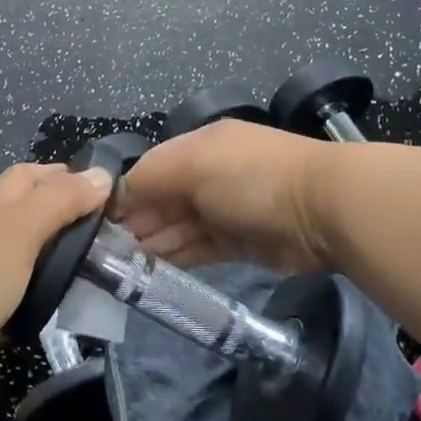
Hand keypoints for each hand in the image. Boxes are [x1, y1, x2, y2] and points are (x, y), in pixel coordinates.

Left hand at [0, 162, 113, 376]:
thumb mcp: (21, 234)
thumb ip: (60, 204)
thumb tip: (102, 173)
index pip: (29, 176)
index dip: (58, 174)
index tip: (94, 187)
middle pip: (14, 205)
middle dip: (46, 206)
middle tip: (84, 228)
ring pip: (3, 247)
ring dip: (33, 251)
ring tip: (66, 271)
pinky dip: (14, 290)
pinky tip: (28, 310)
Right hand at [116, 120, 333, 272]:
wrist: (322, 209)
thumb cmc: (250, 176)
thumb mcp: (193, 163)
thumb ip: (150, 177)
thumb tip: (118, 196)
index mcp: (198, 146)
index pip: (150, 168)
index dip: (125, 194)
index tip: (98, 223)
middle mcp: (208, 175)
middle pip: (162, 200)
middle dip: (135, 223)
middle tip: (103, 254)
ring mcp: (225, 210)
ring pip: (178, 227)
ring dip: (152, 245)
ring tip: (119, 269)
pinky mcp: (239, 243)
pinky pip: (199, 249)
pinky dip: (176, 258)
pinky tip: (151, 273)